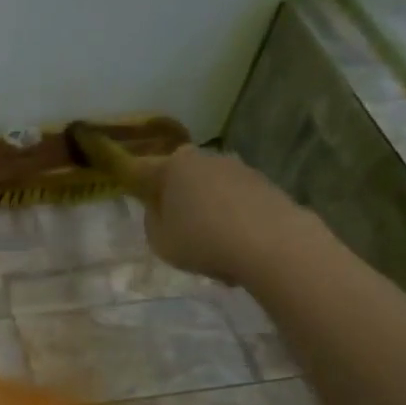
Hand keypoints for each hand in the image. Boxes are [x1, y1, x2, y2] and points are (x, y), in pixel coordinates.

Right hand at [141, 145, 308, 282]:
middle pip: (181, 176)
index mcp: (172, 167)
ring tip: (212, 244)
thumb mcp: (159, 240)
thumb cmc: (202, 241)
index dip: (134, 183)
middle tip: (176, 227)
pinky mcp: (265, 184)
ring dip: (207, 208)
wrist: (271, 243)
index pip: (142, 170)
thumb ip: (153, 221)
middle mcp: (205, 158)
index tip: (136, 198)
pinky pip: (236, 201)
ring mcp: (238, 168)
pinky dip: (232, 217)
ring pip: (211, 189)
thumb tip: (160, 209)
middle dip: (177, 197)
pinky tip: (236, 245)